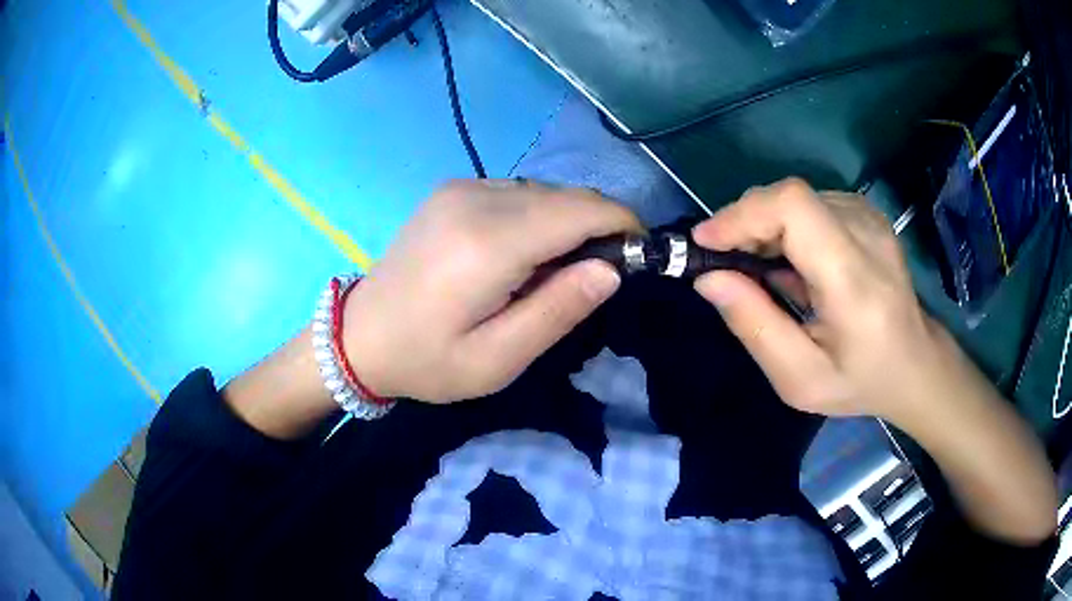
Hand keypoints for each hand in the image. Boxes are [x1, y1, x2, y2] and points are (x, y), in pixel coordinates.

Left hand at [344, 180, 640, 401]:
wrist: (359, 336)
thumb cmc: (428, 360)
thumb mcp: (498, 359)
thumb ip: (558, 310)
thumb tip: (612, 269)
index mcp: (488, 242)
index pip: (581, 210)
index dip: (623, 225)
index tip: (639, 256)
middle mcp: (476, 198)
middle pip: (567, 196)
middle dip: (597, 227)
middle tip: (592, 278)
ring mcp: (462, 187)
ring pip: (546, 191)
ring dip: (566, 223)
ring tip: (549, 273)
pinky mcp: (454, 188)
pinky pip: (519, 192)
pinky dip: (538, 217)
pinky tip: (518, 254)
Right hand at [693, 178, 1056, 544]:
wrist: (916, 363)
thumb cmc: (861, 381)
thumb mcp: (800, 379)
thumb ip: (754, 326)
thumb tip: (708, 277)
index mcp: (853, 279)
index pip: (793, 208)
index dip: (742, 214)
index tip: (706, 242)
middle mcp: (866, 233)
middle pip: (789, 196)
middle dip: (746, 223)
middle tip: (727, 264)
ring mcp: (870, 218)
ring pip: (796, 197)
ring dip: (764, 225)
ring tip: (758, 268)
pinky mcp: (867, 214)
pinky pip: (811, 204)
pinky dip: (786, 225)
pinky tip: (790, 261)